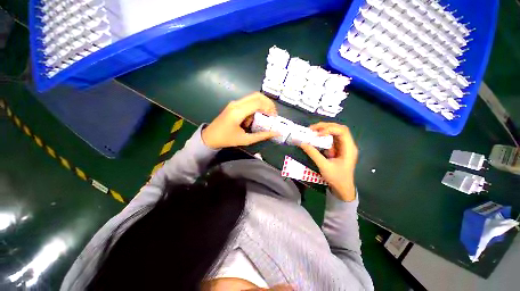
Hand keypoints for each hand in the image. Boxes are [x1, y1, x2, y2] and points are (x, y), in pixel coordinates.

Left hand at [202, 92, 279, 148]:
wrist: (210, 137)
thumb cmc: (227, 139)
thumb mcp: (246, 140)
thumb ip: (262, 136)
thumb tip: (276, 133)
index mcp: (238, 112)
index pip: (258, 103)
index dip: (269, 108)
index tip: (274, 117)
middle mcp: (236, 104)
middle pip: (257, 96)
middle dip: (268, 104)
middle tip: (273, 114)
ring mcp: (234, 103)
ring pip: (253, 97)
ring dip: (261, 106)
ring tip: (263, 118)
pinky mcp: (234, 105)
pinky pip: (248, 102)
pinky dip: (255, 108)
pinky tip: (252, 119)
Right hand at [300, 122, 357, 200]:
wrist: (342, 189)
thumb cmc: (337, 178)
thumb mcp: (324, 166)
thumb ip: (313, 153)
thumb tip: (302, 143)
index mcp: (349, 148)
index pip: (342, 131)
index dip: (330, 129)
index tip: (317, 134)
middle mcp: (348, 144)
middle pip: (339, 129)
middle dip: (325, 126)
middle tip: (312, 128)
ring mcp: (343, 146)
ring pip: (335, 132)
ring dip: (324, 130)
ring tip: (312, 131)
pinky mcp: (338, 149)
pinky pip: (331, 139)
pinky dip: (323, 136)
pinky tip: (316, 138)